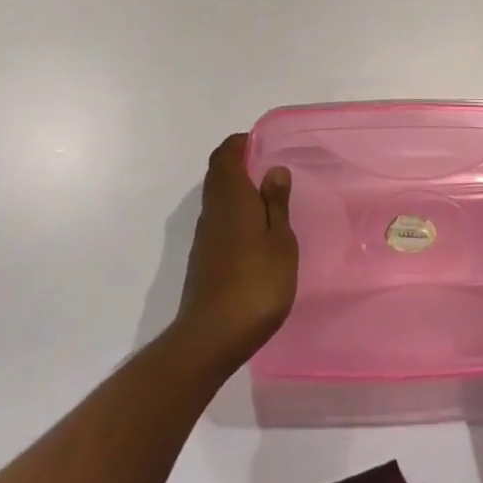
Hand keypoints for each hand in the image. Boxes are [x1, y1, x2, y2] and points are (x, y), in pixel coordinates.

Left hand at [173, 134, 297, 370]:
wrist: (211, 338)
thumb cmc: (255, 283)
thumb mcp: (280, 241)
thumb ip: (276, 203)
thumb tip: (273, 169)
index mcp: (231, 196)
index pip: (225, 154)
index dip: (240, 144)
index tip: (262, 144)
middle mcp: (212, 210)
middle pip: (218, 174)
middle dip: (238, 164)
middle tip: (268, 168)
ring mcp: (204, 237)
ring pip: (216, 198)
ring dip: (236, 191)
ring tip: (267, 200)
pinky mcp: (202, 260)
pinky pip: (217, 222)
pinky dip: (233, 215)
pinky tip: (254, 234)